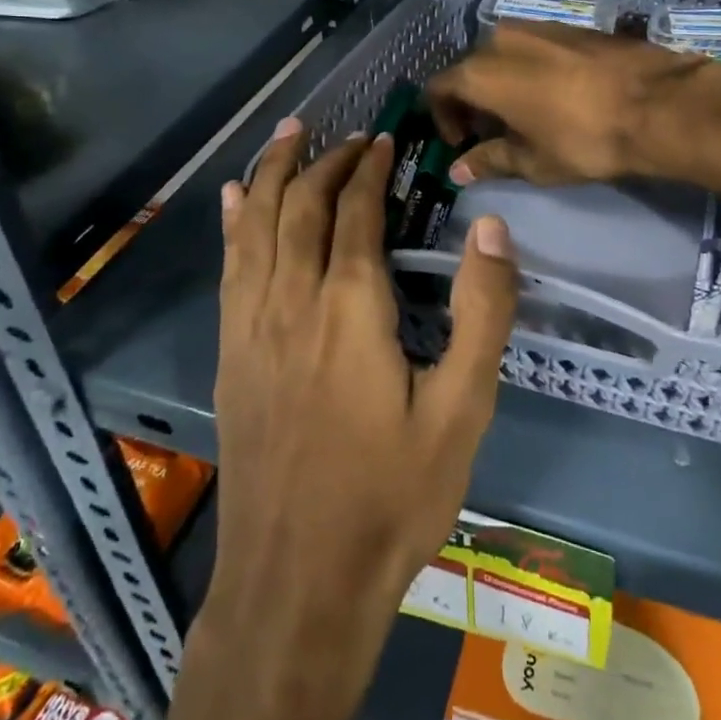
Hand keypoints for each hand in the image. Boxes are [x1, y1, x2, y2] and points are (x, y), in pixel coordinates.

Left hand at [176, 117, 516, 719]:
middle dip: (325, 161)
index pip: (356, 212)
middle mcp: (292, 301)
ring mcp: (251, 327)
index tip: (385, 140)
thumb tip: (490, 225)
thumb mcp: (462, 409)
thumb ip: (482, 311)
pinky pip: (230, 268)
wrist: (297, 585)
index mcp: (350, 308)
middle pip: (301, 207)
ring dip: (272, 173)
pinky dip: (234, 223)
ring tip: (288, 133)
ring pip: (256, 225)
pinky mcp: (231, 354)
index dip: (370, 169)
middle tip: (348, 134)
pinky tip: (233, 201)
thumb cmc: (391, 497)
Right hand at [427, 20, 707, 185]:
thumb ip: (489, 161)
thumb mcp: (532, 161)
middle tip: (492, 133)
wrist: (657, 103)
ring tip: (524, 114)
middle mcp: (501, 39)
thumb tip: (457, 171)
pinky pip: (533, 47)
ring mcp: (538, 27)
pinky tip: (554, 95)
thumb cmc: (583, 139)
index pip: (439, 87)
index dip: (443, 118)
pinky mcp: (569, 26)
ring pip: (503, 54)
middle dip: (473, 100)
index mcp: (481, 72)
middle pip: (470, 68)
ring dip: (501, 82)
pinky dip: (529, 69)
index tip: (463, 143)